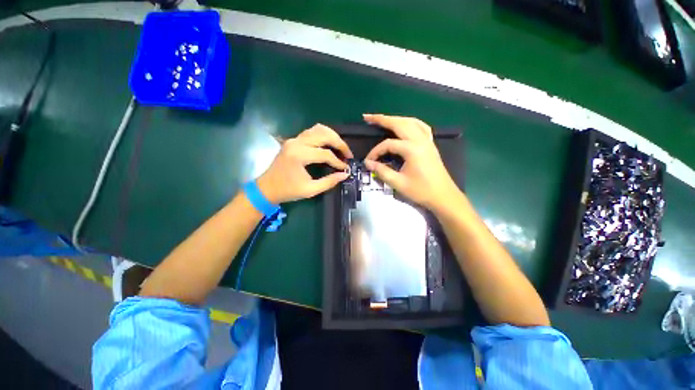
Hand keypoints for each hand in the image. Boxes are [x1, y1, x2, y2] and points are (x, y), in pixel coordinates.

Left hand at [257, 124, 352, 203]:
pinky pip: (311, 131)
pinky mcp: (293, 140)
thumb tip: (345, 174)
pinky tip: (329, 143)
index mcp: (299, 155)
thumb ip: (329, 182)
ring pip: (318, 129)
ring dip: (332, 136)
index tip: (346, 168)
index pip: (325, 154)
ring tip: (341, 147)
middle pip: (324, 135)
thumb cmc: (287, 191)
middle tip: (348, 154)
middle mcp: (296, 143)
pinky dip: (323, 135)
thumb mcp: (310, 190)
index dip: (338, 161)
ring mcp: (294, 139)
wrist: (266, 188)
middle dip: (339, 143)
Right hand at [364, 114, 459, 211]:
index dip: (375, 151)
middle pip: (399, 124)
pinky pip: (421, 127)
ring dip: (396, 119)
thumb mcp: (398, 183)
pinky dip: (410, 122)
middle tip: (368, 117)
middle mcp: (420, 140)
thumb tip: (368, 163)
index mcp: (412, 149)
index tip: (368, 161)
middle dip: (382, 119)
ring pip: (410, 122)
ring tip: (383, 119)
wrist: (443, 196)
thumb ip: (382, 171)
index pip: (388, 144)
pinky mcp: (430, 144)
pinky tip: (405, 124)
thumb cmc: (421, 191)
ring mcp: (427, 141)